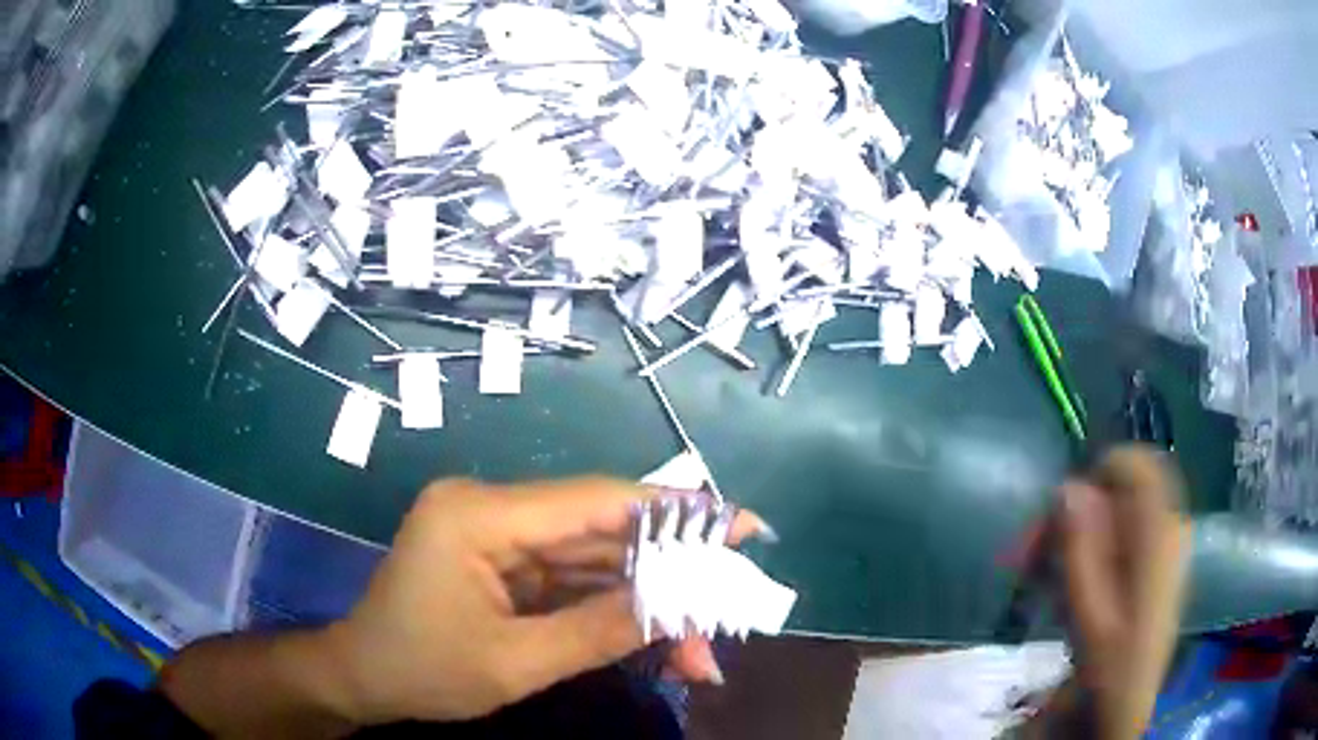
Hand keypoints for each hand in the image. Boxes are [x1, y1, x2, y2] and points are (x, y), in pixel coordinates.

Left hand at [322, 477, 767, 723]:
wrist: (364, 677)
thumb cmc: (421, 671)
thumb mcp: (513, 664)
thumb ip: (598, 632)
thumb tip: (680, 608)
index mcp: (477, 516)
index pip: (592, 501)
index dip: (672, 511)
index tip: (739, 523)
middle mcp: (489, 508)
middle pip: (600, 532)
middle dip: (668, 575)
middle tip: (729, 603)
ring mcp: (496, 533)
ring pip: (593, 559)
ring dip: (647, 601)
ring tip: (700, 648)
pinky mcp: (503, 560)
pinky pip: (571, 578)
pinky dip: (614, 609)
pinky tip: (656, 639)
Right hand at [1056, 446, 1188, 738]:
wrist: (1123, 706)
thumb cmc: (1109, 664)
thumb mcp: (1088, 611)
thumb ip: (1080, 548)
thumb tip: (1067, 487)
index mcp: (1159, 534)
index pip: (1137, 466)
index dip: (1097, 473)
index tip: (1059, 511)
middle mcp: (1164, 530)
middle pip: (1118, 495)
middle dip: (1071, 517)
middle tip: (1027, 555)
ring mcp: (1158, 550)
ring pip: (1112, 520)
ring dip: (1070, 539)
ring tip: (1035, 577)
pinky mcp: (1147, 570)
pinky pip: (1114, 543)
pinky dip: (1083, 556)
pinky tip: (1058, 588)